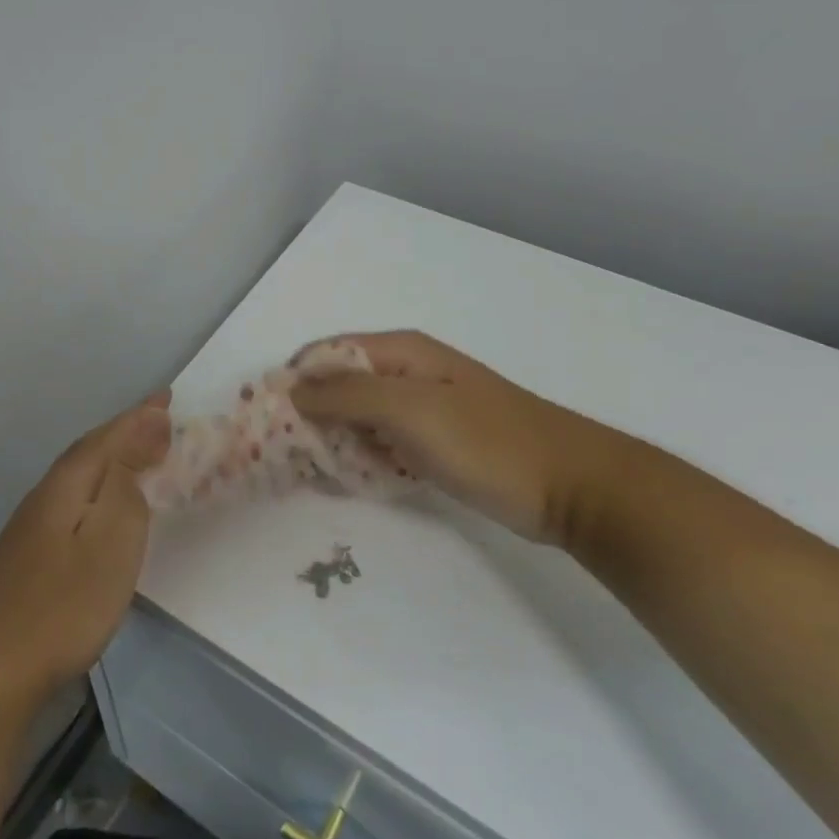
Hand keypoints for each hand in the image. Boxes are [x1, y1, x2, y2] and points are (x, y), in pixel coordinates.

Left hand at [0, 393, 170, 703]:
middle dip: (125, 432)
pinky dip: (96, 489)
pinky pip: (71, 501)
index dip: (139, 417)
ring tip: (138, 454)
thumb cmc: (64, 605)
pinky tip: (100, 507)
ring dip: (110, 459)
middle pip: (89, 452)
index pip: (108, 437)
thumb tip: (146, 428)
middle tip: (159, 419)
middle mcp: (43, 496)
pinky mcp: (25, 557)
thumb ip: (128, 481)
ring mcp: (29, 528)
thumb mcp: (113, 538)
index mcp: (66, 485)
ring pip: (78, 477)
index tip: (168, 397)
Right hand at [291, 332, 624, 547]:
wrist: (572, 487)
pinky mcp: (432, 443)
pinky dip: (361, 458)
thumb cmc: (488, 442)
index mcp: (400, 351)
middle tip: (285, 454)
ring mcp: (420, 409)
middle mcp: (405, 372)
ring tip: (313, 471)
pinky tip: (351, 480)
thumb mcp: (411, 410)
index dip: (294, 379)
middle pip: (338, 385)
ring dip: (333, 440)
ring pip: (357, 418)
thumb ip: (347, 395)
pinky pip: (380, 443)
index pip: (326, 352)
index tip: (266, 418)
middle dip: (309, 414)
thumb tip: (291, 386)